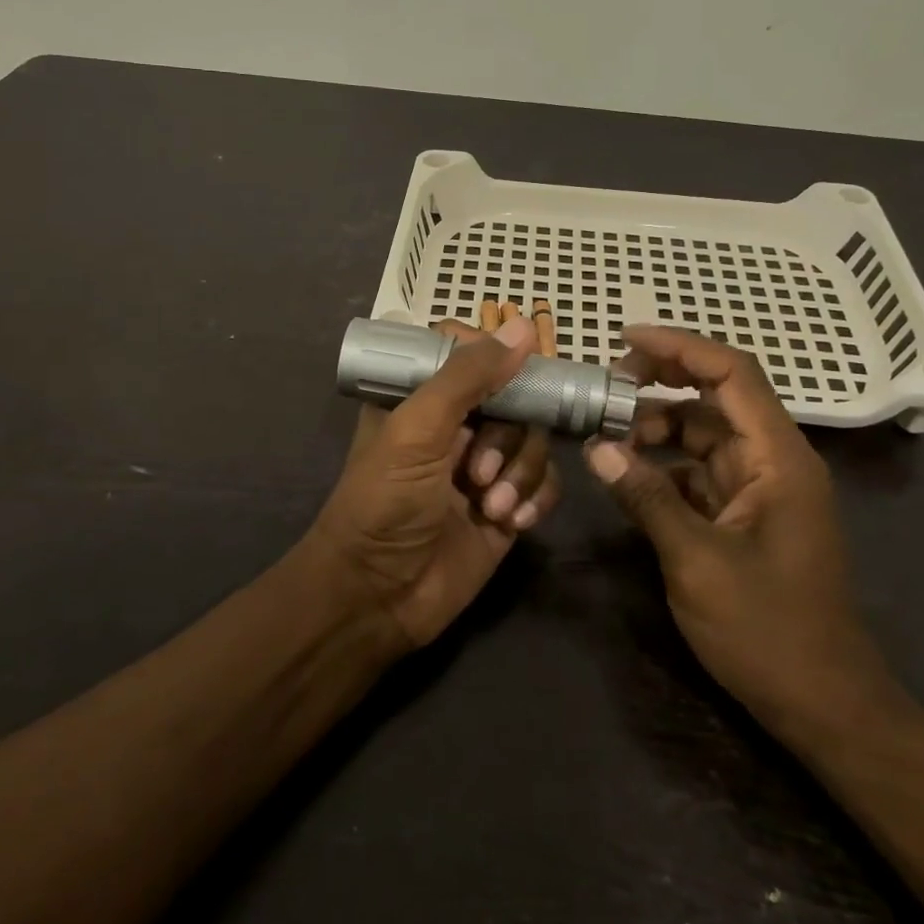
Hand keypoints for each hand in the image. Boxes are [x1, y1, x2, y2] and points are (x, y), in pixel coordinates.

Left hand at [308, 316, 559, 650]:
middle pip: (513, 398)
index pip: (468, 353)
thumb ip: (467, 376)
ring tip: (491, 506)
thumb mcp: (417, 429)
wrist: (378, 597)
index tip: (512, 372)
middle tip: (477, 471)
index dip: (495, 357)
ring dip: (519, 472)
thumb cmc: (384, 502)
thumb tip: (523, 327)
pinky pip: (545, 483)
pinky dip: (536, 498)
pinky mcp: (507, 506)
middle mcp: (455, 426)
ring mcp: (484, 467)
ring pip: (533, 441)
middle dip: (506, 436)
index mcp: (422, 398)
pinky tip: (511, 522)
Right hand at [583, 325, 901, 744]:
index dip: (680, 346)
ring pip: (703, 434)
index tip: (625, 339)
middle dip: (662, 382)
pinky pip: (699, 472)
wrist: (824, 706)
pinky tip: (627, 476)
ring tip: (606, 434)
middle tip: (606, 385)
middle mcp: (773, 461)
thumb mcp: (697, 561)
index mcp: (778, 458)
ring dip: (657, 427)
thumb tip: (596, 448)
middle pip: (716, 396)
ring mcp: (760, 489)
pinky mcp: (745, 515)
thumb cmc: (768, 631)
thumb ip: (647, 497)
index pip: (732, 374)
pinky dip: (663, 466)